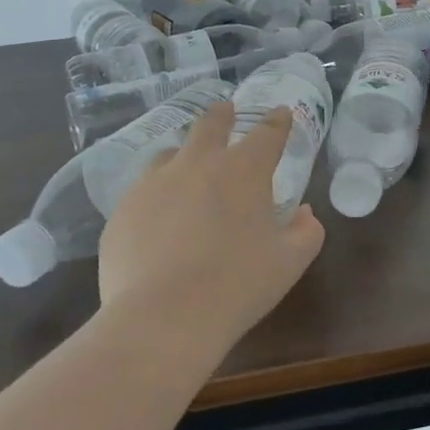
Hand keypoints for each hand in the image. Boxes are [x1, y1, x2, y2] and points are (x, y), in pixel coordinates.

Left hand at [96, 101, 325, 359]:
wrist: (162, 319)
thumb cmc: (238, 286)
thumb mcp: (290, 262)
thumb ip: (306, 231)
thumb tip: (305, 214)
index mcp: (244, 170)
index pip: (267, 132)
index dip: (277, 121)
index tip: (281, 113)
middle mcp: (197, 164)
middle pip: (210, 124)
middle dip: (223, 114)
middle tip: (226, 110)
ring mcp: (153, 184)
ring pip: (170, 154)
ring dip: (184, 155)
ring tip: (188, 170)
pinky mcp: (123, 211)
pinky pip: (143, 193)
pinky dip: (157, 197)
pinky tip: (159, 222)